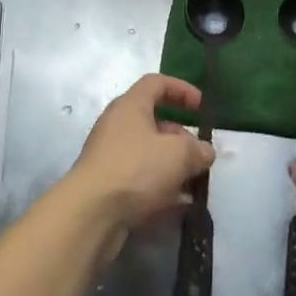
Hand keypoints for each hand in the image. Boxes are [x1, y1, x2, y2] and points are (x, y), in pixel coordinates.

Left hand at [66, 74, 214, 230]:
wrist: (91, 213)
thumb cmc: (136, 169)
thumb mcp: (178, 154)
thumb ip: (197, 149)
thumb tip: (204, 152)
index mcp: (130, 105)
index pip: (156, 83)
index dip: (181, 89)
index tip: (201, 107)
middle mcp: (117, 125)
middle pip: (154, 121)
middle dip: (181, 137)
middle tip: (200, 156)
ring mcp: (110, 155)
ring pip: (148, 152)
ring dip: (173, 165)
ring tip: (194, 184)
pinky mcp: (108, 183)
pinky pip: (140, 177)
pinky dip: (159, 186)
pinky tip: (178, 206)